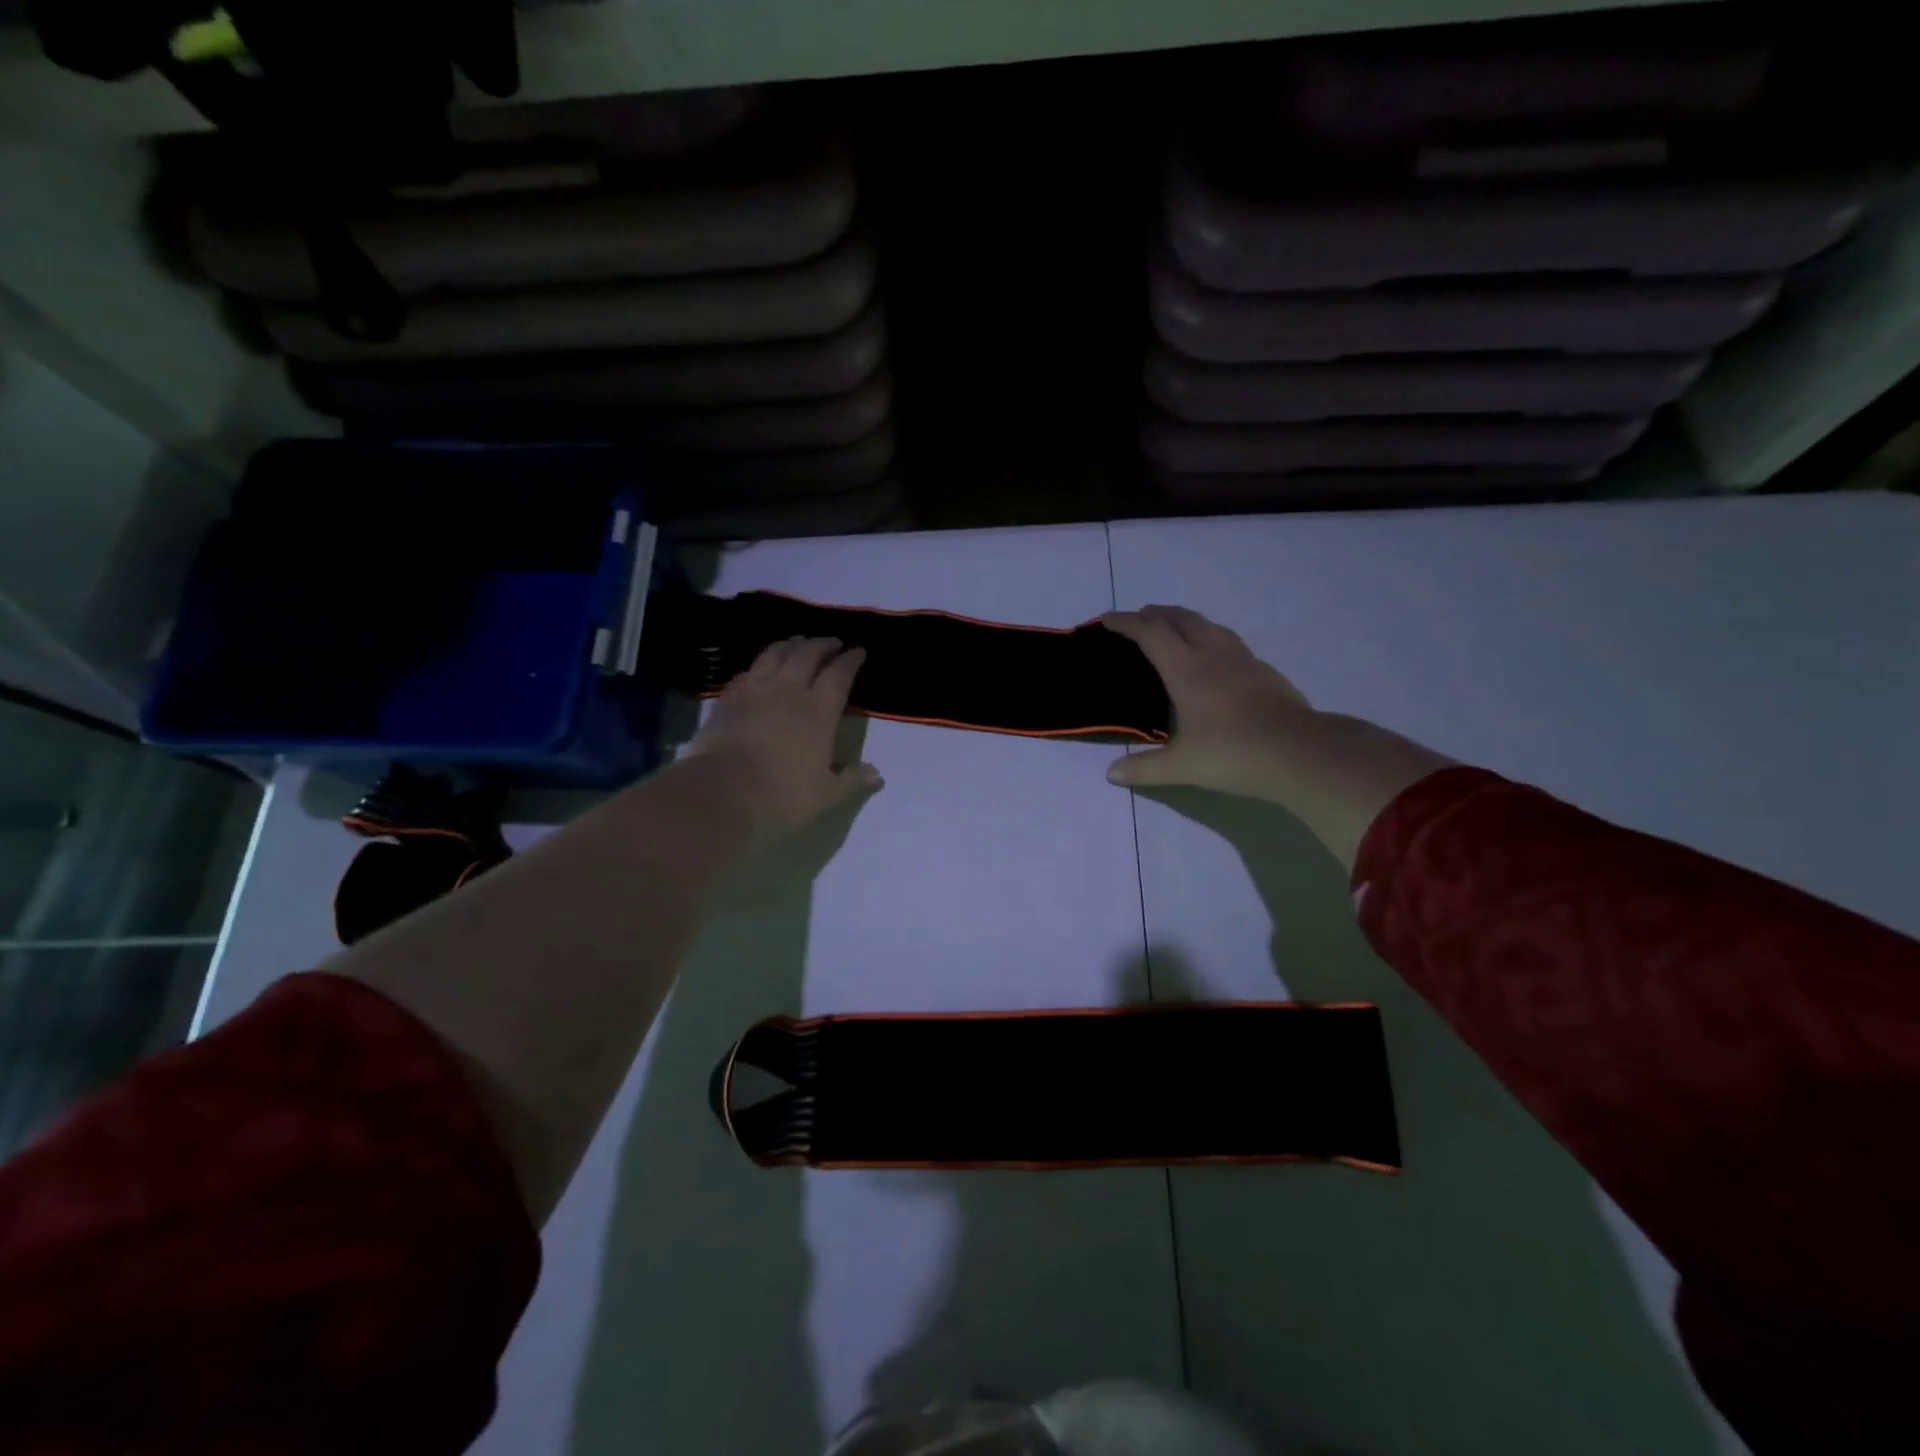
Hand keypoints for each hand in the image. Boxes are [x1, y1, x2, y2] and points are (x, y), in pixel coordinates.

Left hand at [686, 636, 882, 841]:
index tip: (858, 651)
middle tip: (832, 642)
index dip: (850, 660)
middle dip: (823, 644)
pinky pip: (748, 671)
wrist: (720, 793)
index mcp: (819, 711)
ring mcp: (755, 691)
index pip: (839, 675)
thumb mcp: (825, 794)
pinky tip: (760, 667)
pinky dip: (760, 663)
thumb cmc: (781, 795)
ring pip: (775, 654)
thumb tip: (877, 775)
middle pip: (808, 654)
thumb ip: (852, 781)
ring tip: (799, 641)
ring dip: (791, 644)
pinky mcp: (728, 698)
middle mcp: (789, 691)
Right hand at [1102, 605, 1316, 798]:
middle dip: (1155, 614)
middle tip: (1138, 617)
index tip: (1107, 619)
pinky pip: (1229, 641)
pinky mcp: (1264, 671)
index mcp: (1186, 670)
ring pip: (1208, 625)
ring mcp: (1243, 659)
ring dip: (1184, 619)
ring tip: (1173, 627)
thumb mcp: (1181, 766)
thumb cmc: (1233, 753)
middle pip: (1180, 619)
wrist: (1300, 752)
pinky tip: (1214, 655)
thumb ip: (1144, 768)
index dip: (1126, 623)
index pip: (1150, 634)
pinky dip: (1210, 636)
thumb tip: (1111, 774)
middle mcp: (1212, 655)